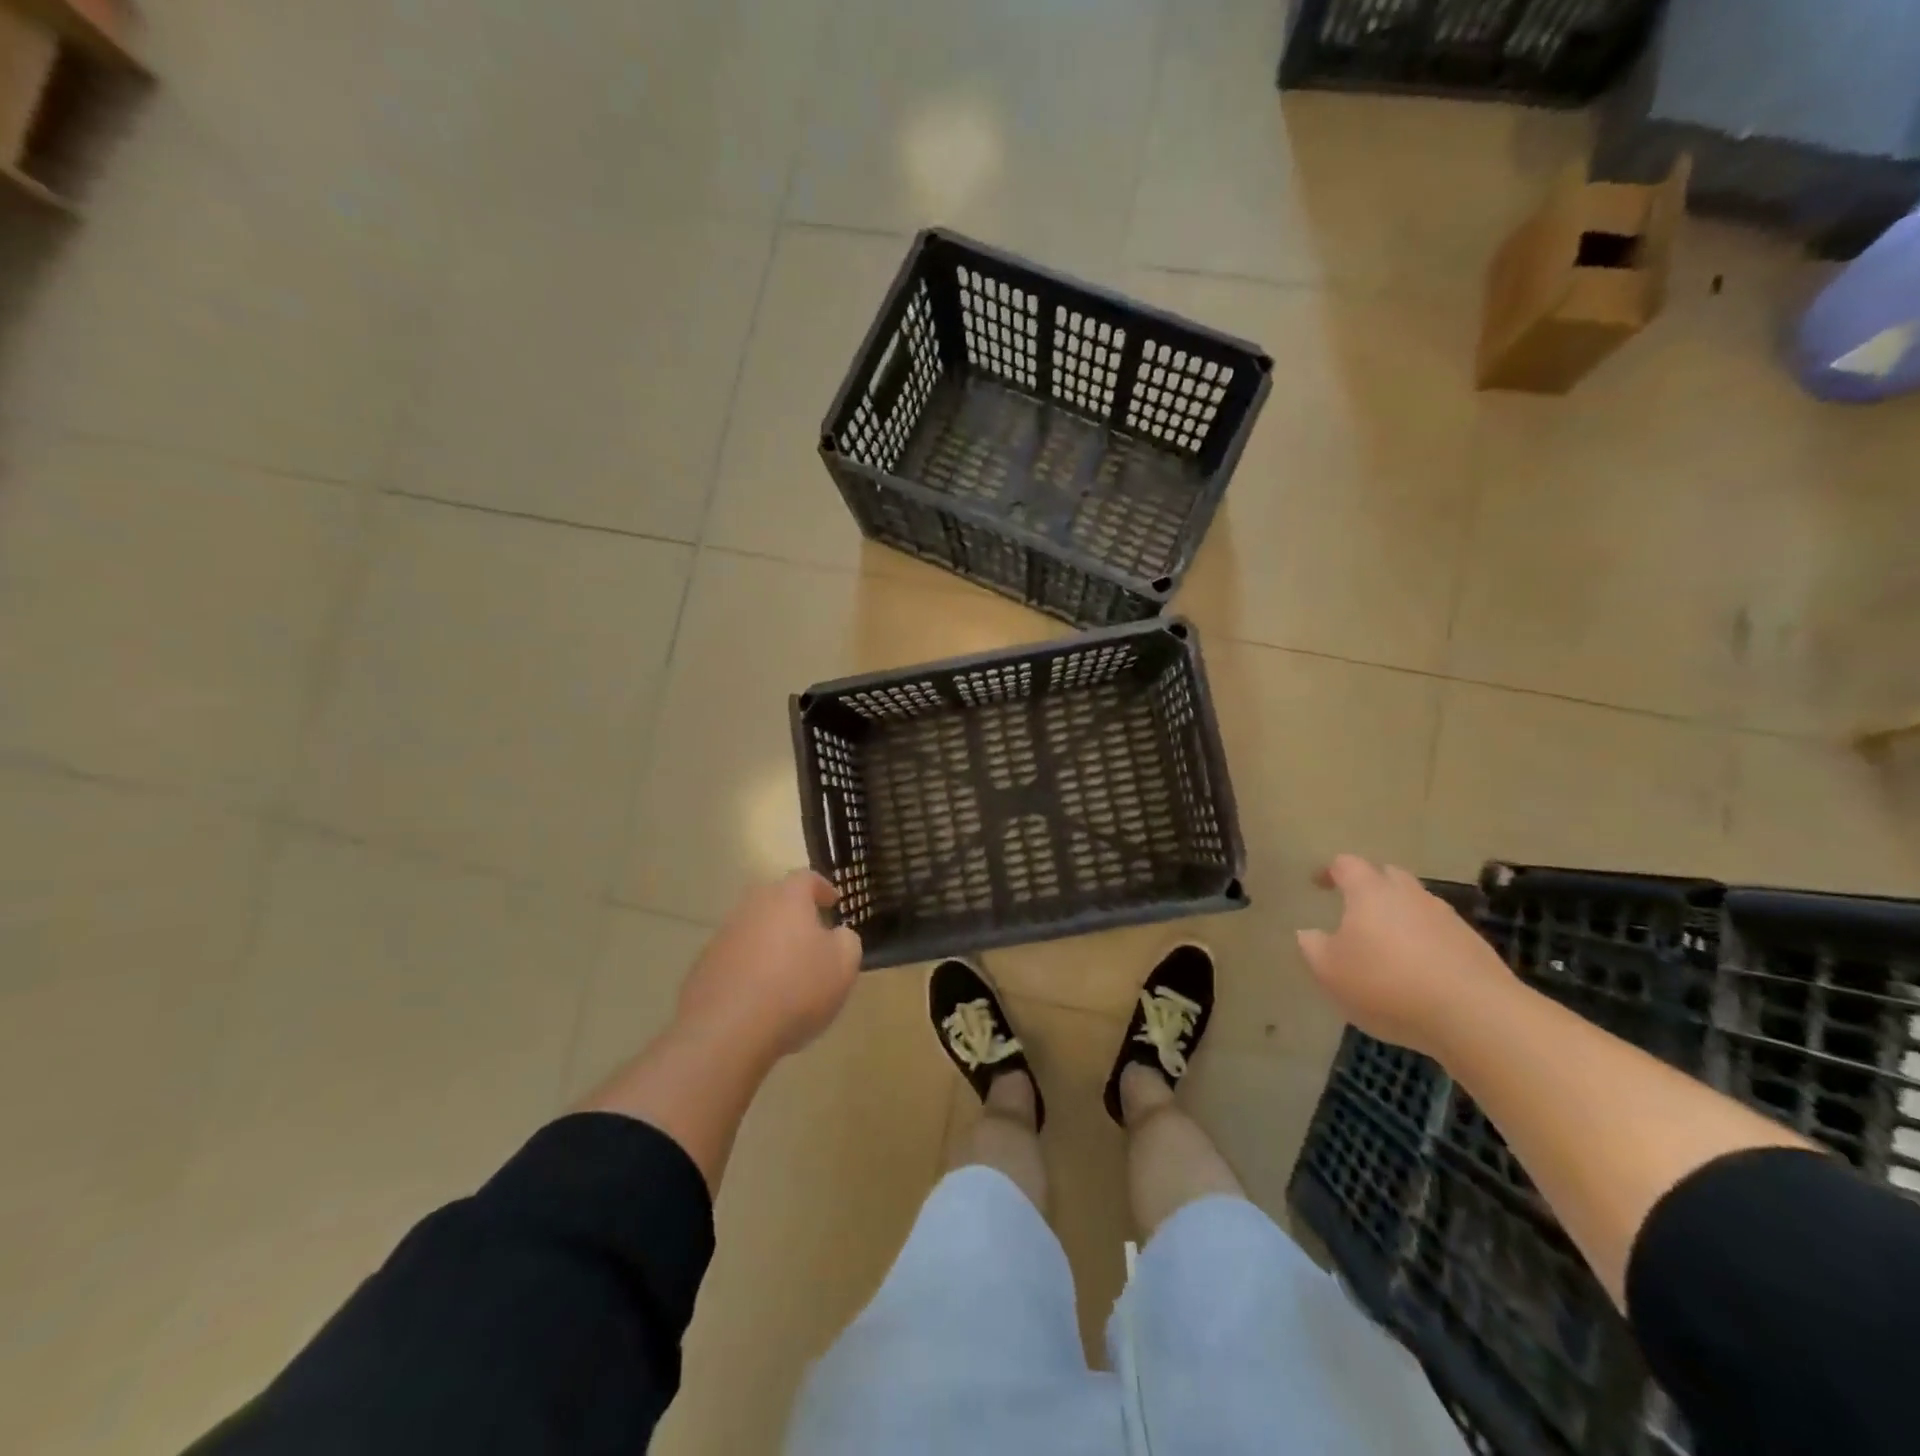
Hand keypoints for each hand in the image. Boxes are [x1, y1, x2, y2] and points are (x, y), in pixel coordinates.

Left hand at [676, 870, 861, 1064]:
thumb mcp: (843, 965)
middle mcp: (752, 908)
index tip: (833, 902)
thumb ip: (847, 941)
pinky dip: (750, 968)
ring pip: (753, 930)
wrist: (727, 1031)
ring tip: (786, 971)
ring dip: (770, 942)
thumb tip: (837, 935)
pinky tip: (760, 996)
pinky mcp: (704, 967)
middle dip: (794, 914)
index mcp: (787, 899)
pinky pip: (735, 959)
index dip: (822, 888)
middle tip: (811, 935)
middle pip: (775, 900)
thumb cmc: (796, 988)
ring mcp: (723, 936)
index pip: (806, 878)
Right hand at [1295, 855, 1513, 1060]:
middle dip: (1370, 886)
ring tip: (1387, 944)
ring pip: (1416, 904)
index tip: (1318, 885)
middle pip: (1387, 876)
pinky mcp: (1474, 946)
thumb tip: (1309, 932)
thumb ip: (1312, 946)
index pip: (1346, 865)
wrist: (1475, 1016)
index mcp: (1370, 892)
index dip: (1330, 871)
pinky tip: (1419, 971)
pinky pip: (1439, 933)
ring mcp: (1447, 918)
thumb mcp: (1329, 971)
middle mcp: (1409, 894)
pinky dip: (1425, 942)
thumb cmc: (1387, 984)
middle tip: (1354, 909)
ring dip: (1400, 916)